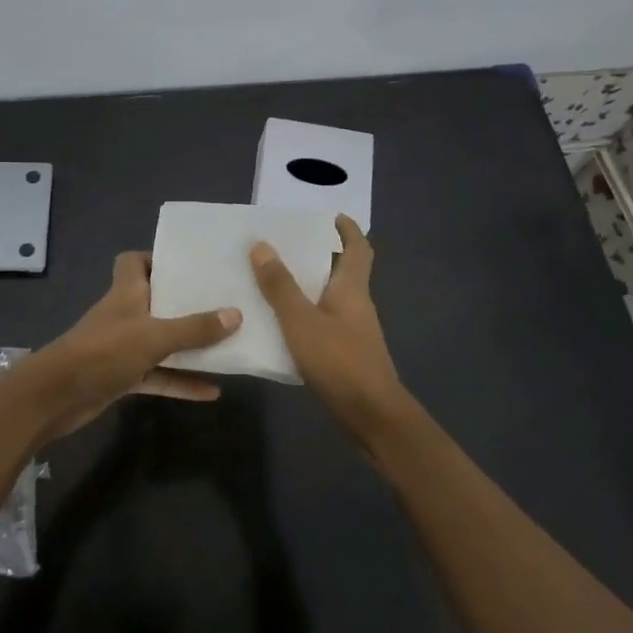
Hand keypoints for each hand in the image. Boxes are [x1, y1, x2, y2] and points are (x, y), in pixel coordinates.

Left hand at [33, 251, 240, 435]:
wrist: (56, 397)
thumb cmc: (104, 351)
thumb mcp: (154, 336)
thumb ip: (194, 328)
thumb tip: (236, 314)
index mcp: (126, 291)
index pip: (133, 261)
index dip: (157, 258)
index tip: (188, 265)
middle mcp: (125, 314)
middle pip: (156, 300)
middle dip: (186, 303)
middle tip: (221, 302)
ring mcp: (123, 347)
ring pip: (162, 341)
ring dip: (189, 346)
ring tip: (227, 345)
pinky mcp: (122, 376)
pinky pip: (159, 375)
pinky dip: (181, 381)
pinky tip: (212, 392)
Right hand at [251, 215, 419, 443]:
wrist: (371, 416)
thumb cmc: (339, 361)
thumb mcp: (301, 321)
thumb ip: (280, 286)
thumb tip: (261, 245)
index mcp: (352, 288)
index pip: (358, 248)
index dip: (348, 230)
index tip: (331, 216)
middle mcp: (357, 304)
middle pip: (345, 270)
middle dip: (321, 254)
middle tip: (287, 245)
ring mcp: (354, 330)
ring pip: (332, 296)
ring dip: (310, 285)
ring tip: (275, 279)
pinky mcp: (347, 353)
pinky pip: (325, 321)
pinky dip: (307, 313)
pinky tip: (282, 322)